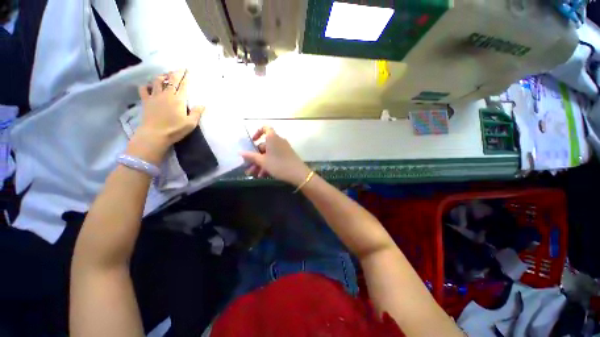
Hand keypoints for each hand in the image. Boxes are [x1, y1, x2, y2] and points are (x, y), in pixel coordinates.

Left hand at [127, 70, 203, 164]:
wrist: (155, 134)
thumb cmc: (175, 129)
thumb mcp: (191, 123)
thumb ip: (196, 113)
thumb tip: (202, 105)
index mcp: (178, 99)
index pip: (183, 85)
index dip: (186, 77)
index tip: (188, 70)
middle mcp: (166, 94)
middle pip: (171, 80)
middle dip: (176, 73)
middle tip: (180, 68)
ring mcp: (155, 96)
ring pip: (157, 81)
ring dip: (162, 76)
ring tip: (166, 75)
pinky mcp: (146, 101)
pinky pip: (144, 89)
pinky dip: (147, 85)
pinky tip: (150, 86)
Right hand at [240, 126, 311, 185]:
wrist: (298, 174)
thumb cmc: (279, 165)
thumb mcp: (263, 162)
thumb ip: (251, 157)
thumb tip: (240, 152)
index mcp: (272, 138)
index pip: (264, 128)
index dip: (257, 133)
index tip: (252, 142)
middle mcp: (278, 141)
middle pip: (264, 145)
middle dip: (255, 157)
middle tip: (249, 168)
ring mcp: (283, 148)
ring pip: (269, 154)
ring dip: (260, 163)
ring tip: (254, 174)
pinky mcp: (287, 156)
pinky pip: (275, 158)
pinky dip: (268, 164)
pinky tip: (263, 175)